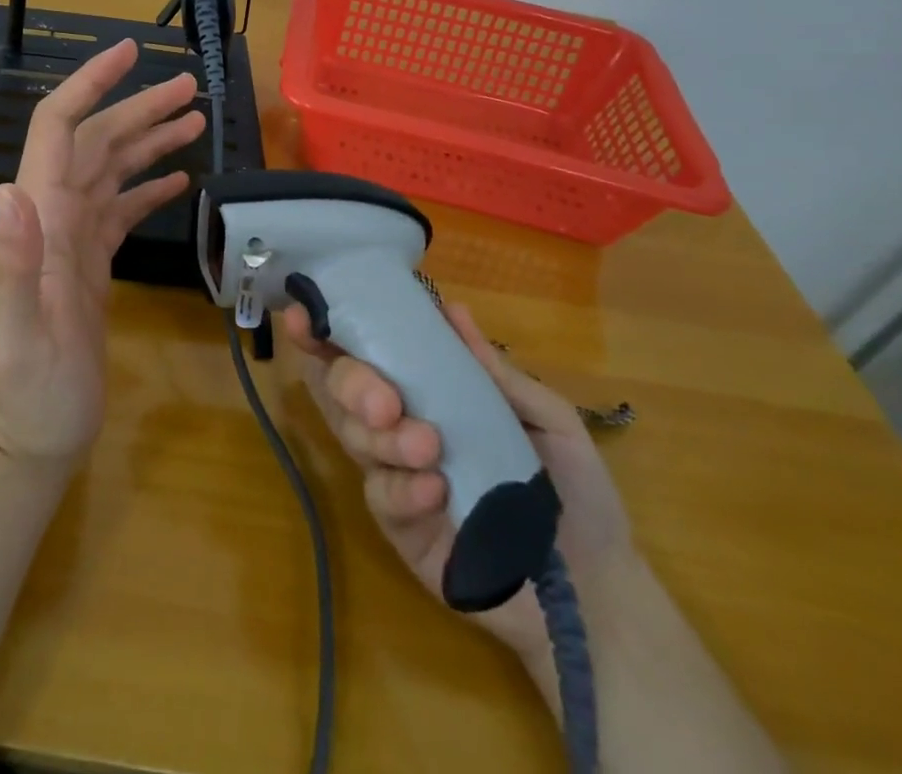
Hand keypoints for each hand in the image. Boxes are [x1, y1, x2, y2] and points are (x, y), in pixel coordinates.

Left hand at [0, 38, 204, 467]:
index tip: (129, 53)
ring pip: (113, 168)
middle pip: (96, 140)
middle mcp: (54, 214)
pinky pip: (122, 207)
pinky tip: (179, 177)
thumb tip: (10, 190)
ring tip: (195, 117)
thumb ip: (13, 264)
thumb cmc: (27, 392)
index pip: (58, 129)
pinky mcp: (92, 260)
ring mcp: (75, 236)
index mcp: (39, 216)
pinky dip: (148, 185)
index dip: (89, 85)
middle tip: (191, 86)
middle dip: (139, 107)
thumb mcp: (19, 335)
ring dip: (150, 139)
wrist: (34, 436)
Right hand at [283, 298, 634, 657]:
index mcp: (428, 391)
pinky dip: (401, 488)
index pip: (365, 351)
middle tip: (386, 403)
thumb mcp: (545, 419)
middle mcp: (399, 425)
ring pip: (355, 440)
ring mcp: (395, 477)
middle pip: (343, 390)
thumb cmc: (574, 490)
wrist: (598, 591)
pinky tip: (435, 492)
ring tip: (428, 447)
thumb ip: (496, 371)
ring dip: (383, 438)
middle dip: (353, 384)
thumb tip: (454, 309)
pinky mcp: (400, 529)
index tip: (303, 317)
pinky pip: (380, 498)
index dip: (327, 331)